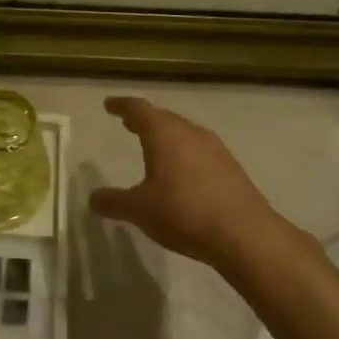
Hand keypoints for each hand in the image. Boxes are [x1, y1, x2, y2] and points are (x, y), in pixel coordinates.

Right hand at [89, 96, 302, 275]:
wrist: (244, 234)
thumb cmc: (184, 213)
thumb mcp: (139, 210)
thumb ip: (113, 202)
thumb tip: (93, 198)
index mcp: (165, 135)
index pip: (139, 109)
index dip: (122, 106)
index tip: (109, 105)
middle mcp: (191, 133)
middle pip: (164, 118)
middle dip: (144, 120)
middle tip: (128, 123)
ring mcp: (215, 149)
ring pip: (184, 133)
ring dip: (166, 136)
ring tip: (153, 146)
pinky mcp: (230, 167)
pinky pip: (200, 150)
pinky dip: (184, 153)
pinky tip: (182, 172)